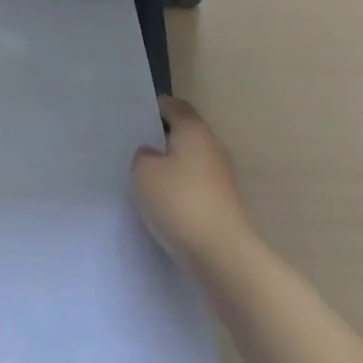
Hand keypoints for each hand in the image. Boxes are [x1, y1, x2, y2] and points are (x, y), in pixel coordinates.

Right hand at [132, 95, 254, 268]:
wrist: (223, 257)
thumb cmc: (180, 203)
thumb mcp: (144, 173)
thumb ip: (143, 157)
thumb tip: (152, 156)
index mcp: (194, 129)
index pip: (174, 106)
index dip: (155, 108)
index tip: (136, 118)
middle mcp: (212, 146)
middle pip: (185, 134)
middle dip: (163, 140)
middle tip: (137, 150)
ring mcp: (223, 178)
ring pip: (191, 163)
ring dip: (173, 169)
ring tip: (147, 182)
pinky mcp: (225, 206)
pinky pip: (197, 188)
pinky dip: (183, 192)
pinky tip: (166, 208)